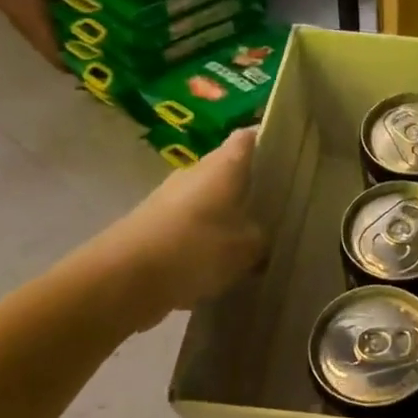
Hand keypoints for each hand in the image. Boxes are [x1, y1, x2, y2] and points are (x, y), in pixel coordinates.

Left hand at [68, 128, 266, 333]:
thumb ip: (263, 238)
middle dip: (254, 187)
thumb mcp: (248, 248)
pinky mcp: (156, 226)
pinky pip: (193, 227)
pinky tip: (222, 266)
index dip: (271, 141)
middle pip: (231, 171)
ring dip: (230, 217)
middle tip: (282, 208)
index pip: (250, 138)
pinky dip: (208, 240)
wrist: (123, 279)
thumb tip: (264, 237)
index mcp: (223, 165)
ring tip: (257, 242)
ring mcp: (171, 199)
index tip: (293, 157)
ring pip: (212, 201)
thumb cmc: (195, 249)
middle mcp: (196, 173)